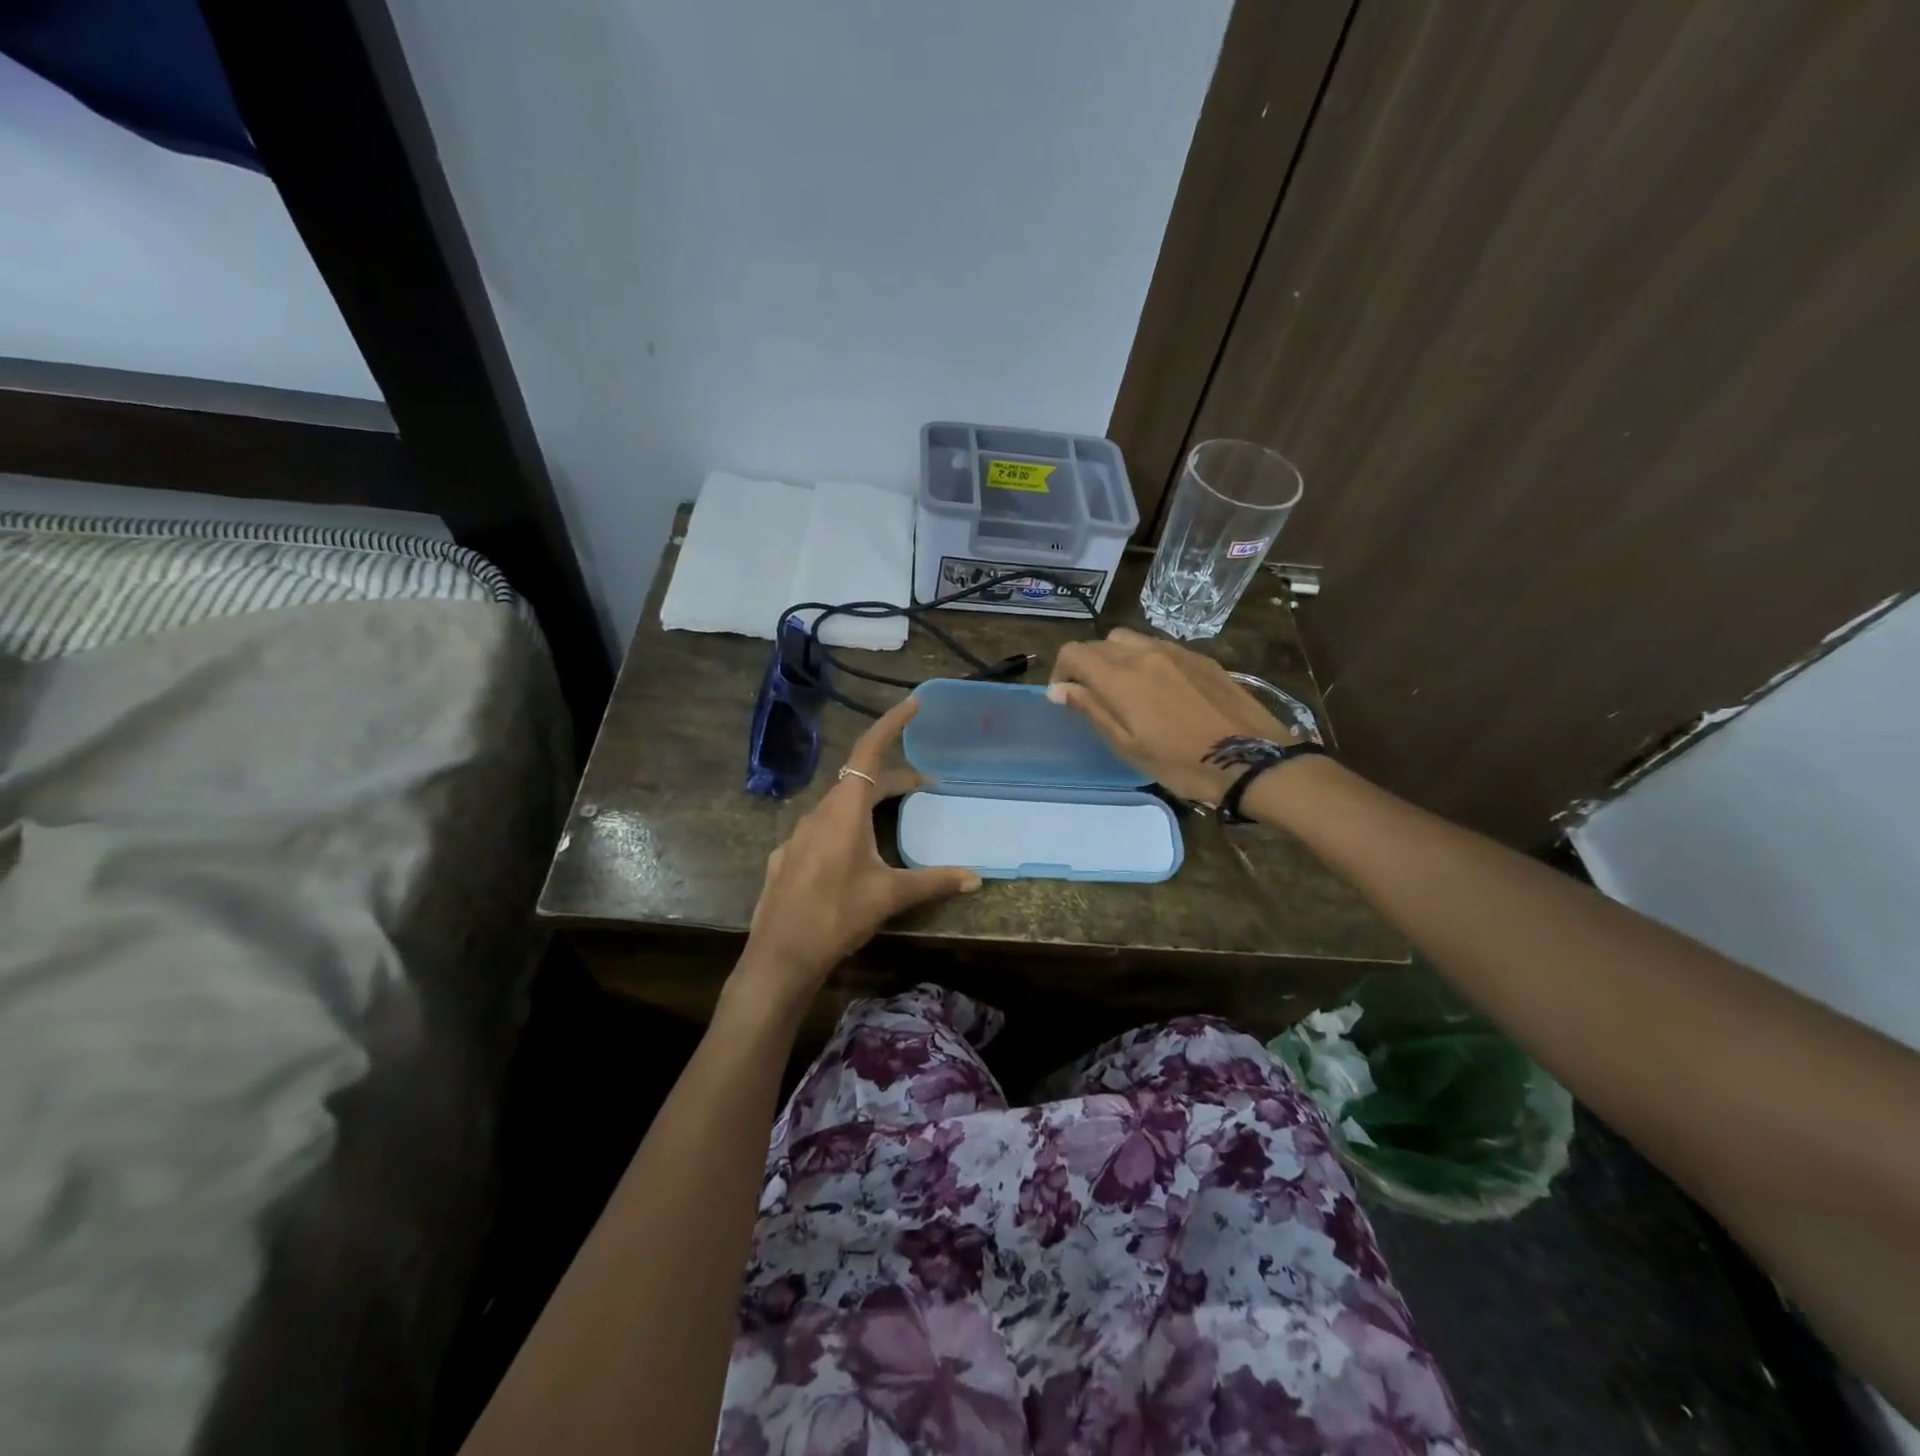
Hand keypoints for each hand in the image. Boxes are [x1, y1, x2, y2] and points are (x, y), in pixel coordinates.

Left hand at [737, 697, 981, 1005]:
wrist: (781, 956)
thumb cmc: (838, 914)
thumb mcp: (890, 895)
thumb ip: (934, 881)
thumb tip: (976, 878)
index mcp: (844, 809)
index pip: (868, 751)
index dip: (891, 725)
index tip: (913, 705)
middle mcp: (819, 812)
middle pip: (858, 780)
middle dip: (893, 779)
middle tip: (925, 787)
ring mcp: (798, 835)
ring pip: (839, 805)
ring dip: (868, 803)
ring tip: (894, 818)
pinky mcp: (787, 858)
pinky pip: (822, 829)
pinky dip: (845, 827)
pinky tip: (854, 855)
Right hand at [1048, 628, 1298, 804]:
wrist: (1250, 758)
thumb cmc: (1180, 762)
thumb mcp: (1127, 746)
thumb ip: (1091, 710)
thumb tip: (1059, 689)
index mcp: (1120, 677)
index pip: (1074, 652)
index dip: (1061, 670)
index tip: (1064, 695)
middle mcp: (1144, 653)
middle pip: (1101, 643)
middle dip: (1088, 664)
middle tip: (1094, 696)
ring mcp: (1175, 651)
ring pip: (1131, 640)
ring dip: (1117, 657)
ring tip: (1126, 689)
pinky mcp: (1200, 657)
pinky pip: (1160, 646)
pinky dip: (1145, 659)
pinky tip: (1160, 689)